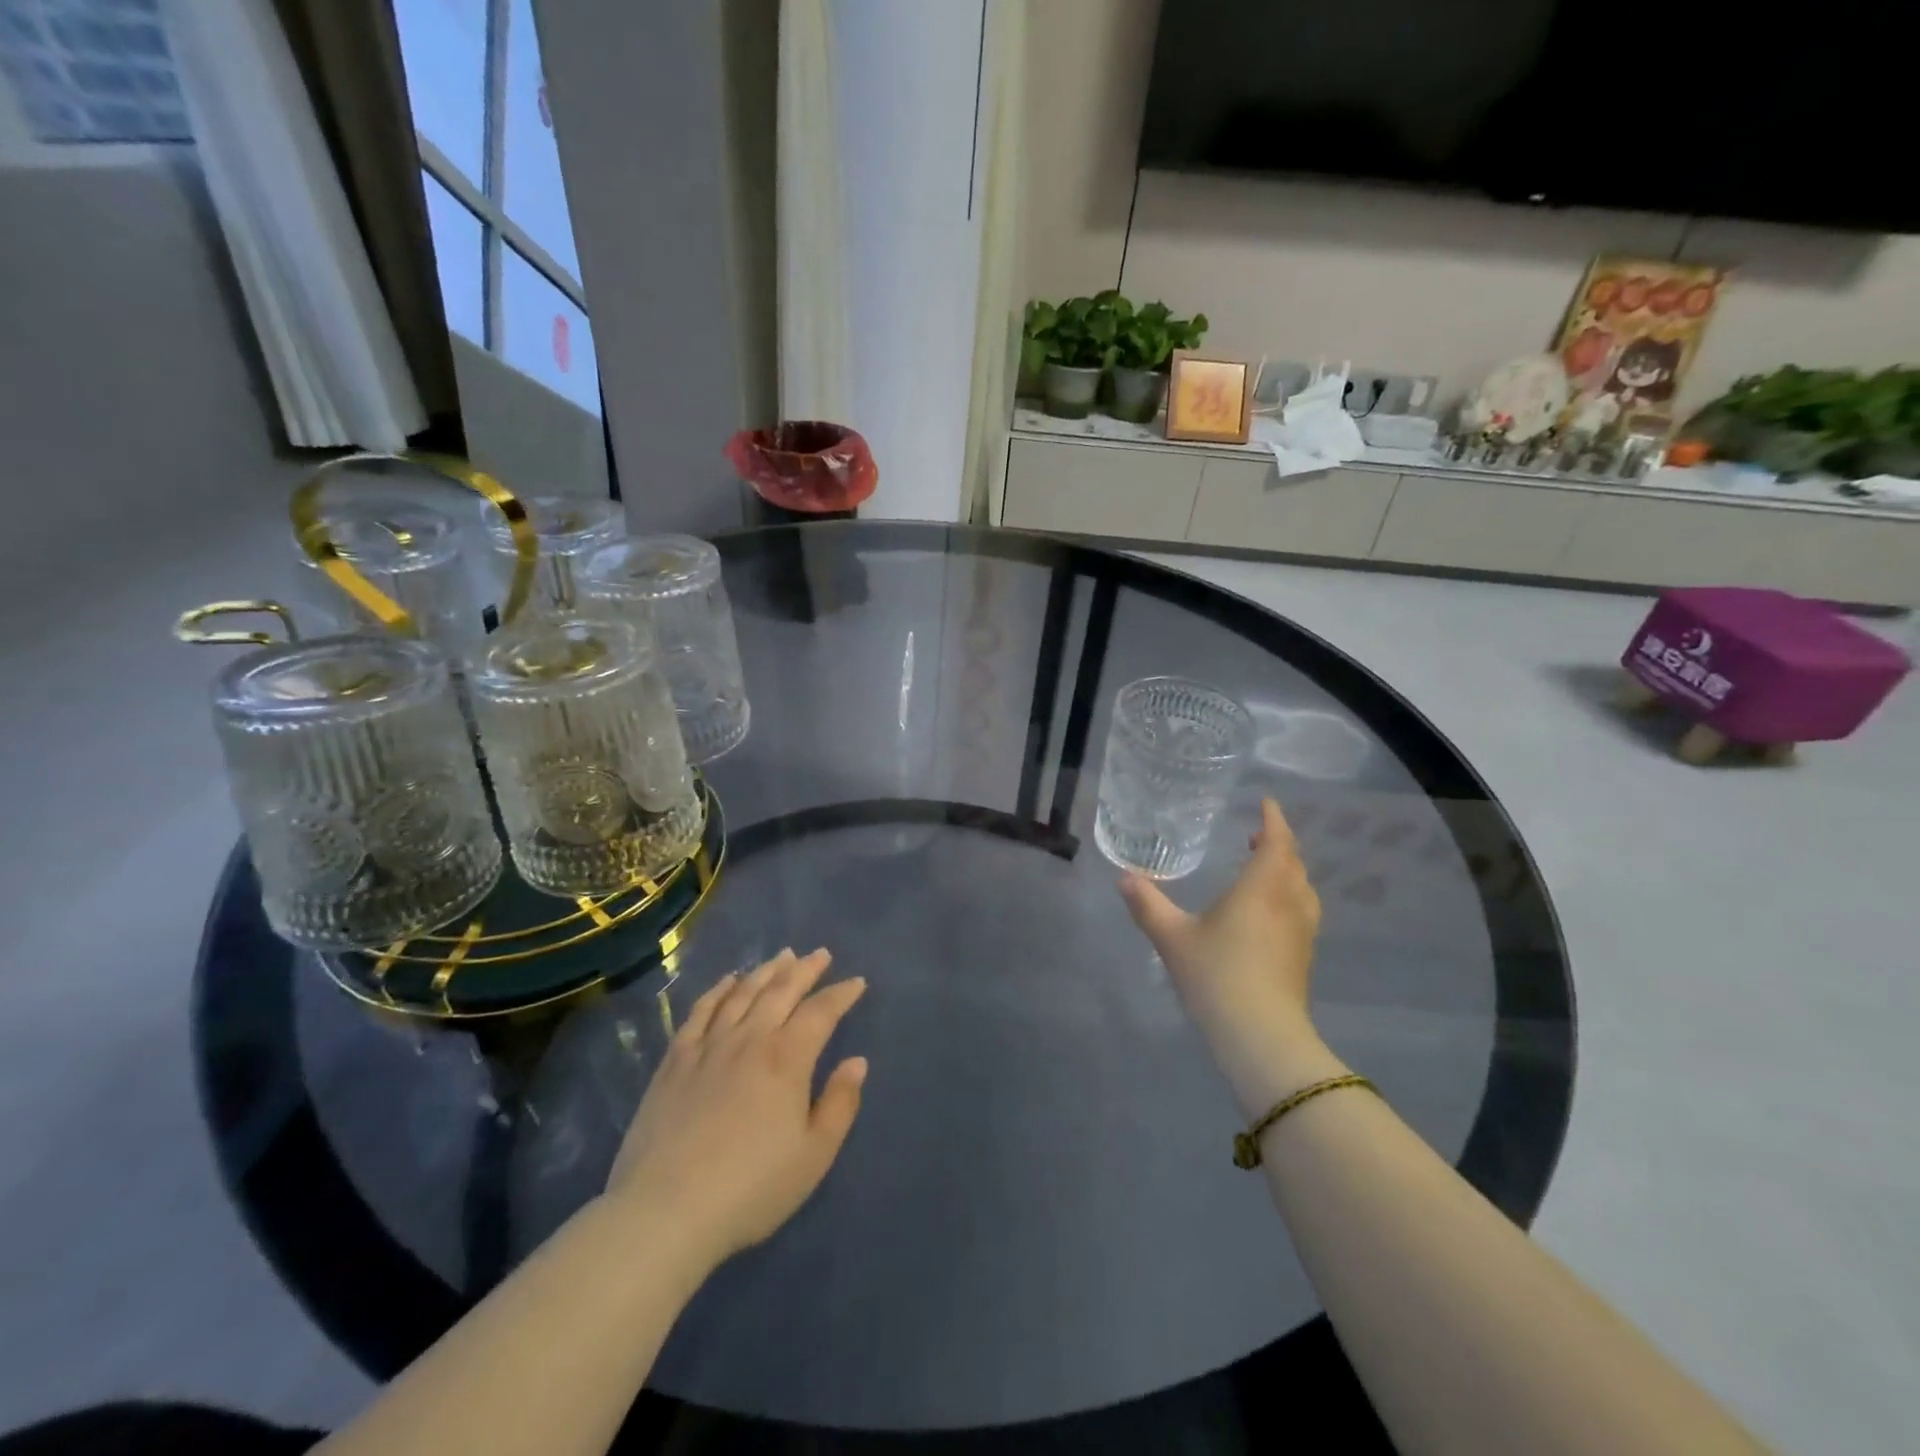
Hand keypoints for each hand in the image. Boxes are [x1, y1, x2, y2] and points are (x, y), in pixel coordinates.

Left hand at [604, 949, 867, 1273]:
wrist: (665, 1212)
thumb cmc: (750, 1188)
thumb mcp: (813, 1156)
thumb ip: (840, 1104)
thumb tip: (857, 1062)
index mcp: (787, 1059)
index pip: (821, 1012)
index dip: (841, 994)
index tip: (856, 982)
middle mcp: (750, 1040)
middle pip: (781, 991)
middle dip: (805, 969)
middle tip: (820, 954)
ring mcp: (708, 1047)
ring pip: (742, 993)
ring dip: (766, 971)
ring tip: (782, 956)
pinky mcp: (675, 1061)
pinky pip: (700, 1012)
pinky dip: (718, 991)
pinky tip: (728, 981)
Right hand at [1119, 798, 1341, 1114]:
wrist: (1261, 1035)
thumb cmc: (1217, 975)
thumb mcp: (1172, 937)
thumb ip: (1147, 904)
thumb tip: (1124, 877)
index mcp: (1261, 888)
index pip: (1277, 842)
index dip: (1274, 820)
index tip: (1266, 803)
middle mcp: (1288, 902)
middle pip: (1294, 863)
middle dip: (1280, 844)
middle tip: (1258, 835)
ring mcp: (1302, 931)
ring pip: (1303, 888)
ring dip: (1288, 870)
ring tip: (1266, 868)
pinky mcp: (1304, 956)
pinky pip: (1303, 910)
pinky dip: (1290, 896)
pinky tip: (1271, 912)